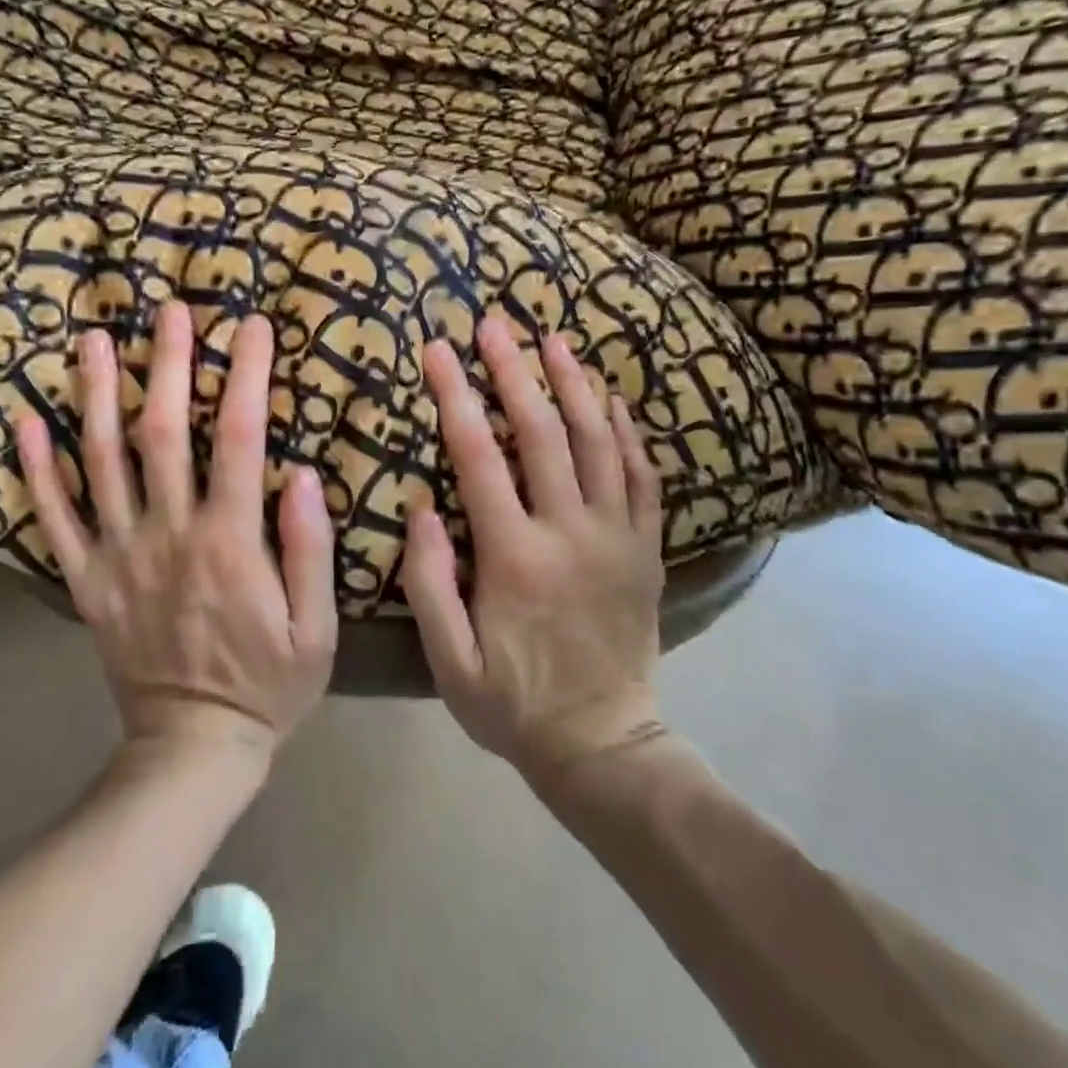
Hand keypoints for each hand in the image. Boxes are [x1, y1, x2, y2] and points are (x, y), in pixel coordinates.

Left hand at [16, 302, 337, 769]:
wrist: (191, 747)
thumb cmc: (267, 686)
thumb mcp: (316, 631)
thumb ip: (309, 550)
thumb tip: (303, 473)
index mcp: (228, 543)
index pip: (239, 439)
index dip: (246, 377)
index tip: (254, 327)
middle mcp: (167, 535)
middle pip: (162, 433)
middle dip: (168, 364)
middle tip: (170, 310)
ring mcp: (117, 555)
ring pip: (101, 461)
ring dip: (98, 395)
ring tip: (95, 340)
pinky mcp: (85, 580)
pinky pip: (53, 518)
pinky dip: (37, 469)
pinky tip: (27, 421)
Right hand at [403, 317, 666, 775]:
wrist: (603, 743)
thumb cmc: (512, 703)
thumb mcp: (448, 659)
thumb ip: (429, 582)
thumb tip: (422, 506)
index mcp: (514, 557)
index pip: (480, 457)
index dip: (455, 397)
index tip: (438, 350)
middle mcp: (570, 532)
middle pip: (542, 432)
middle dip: (513, 370)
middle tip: (494, 323)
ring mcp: (617, 536)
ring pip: (597, 441)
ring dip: (574, 384)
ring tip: (554, 339)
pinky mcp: (646, 547)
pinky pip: (641, 475)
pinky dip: (626, 430)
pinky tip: (611, 397)